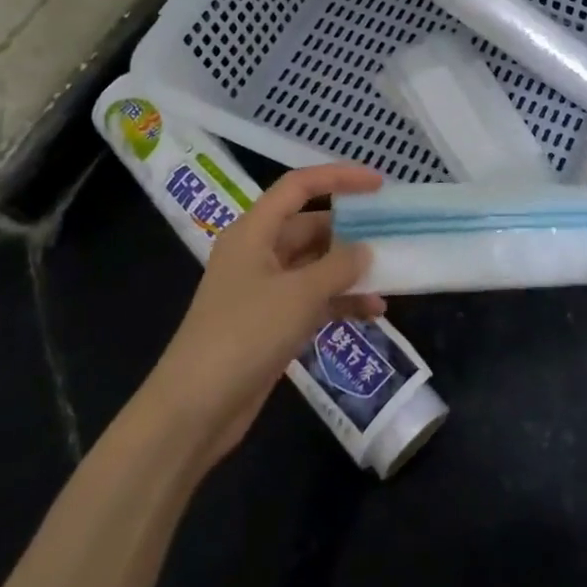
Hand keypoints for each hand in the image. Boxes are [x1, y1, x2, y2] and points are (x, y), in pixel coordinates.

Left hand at [141, 163, 385, 460]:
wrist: (194, 409)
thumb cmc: (244, 335)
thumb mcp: (299, 294)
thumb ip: (339, 266)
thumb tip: (366, 250)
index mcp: (254, 231)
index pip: (299, 186)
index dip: (339, 177)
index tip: (379, 184)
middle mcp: (258, 252)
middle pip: (311, 225)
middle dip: (351, 230)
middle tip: (392, 234)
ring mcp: (265, 289)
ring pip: (316, 264)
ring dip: (350, 269)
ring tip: (390, 274)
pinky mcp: (272, 322)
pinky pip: (314, 298)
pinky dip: (341, 301)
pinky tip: (374, 311)